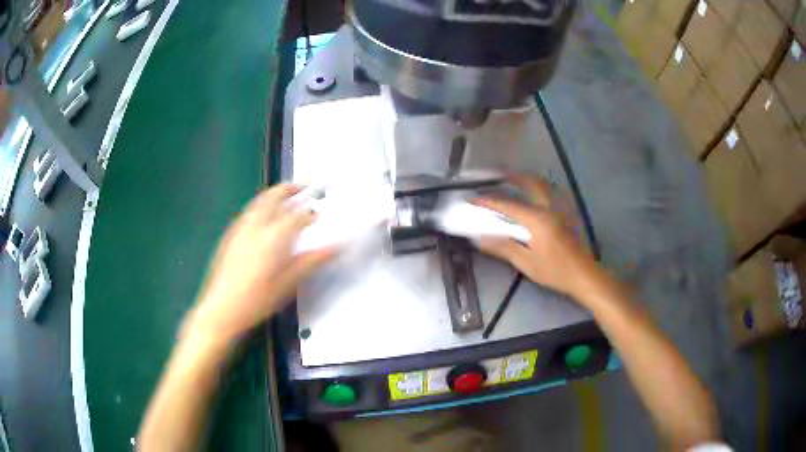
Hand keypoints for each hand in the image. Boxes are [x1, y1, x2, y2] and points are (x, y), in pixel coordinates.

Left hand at [185, 184, 335, 342]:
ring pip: (259, 201)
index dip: (312, 212)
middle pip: (274, 196)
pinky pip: (248, 211)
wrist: (221, 309)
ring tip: (285, 198)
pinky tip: (263, 218)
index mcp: (273, 236)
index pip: (298, 215)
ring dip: (274, 194)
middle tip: (303, 188)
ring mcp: (240, 228)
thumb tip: (334, 248)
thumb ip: (311, 261)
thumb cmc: (257, 300)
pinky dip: (261, 206)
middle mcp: (256, 226)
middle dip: (290, 188)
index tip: (321, 213)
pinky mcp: (230, 235)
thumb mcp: (288, 283)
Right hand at [475, 175, 602, 300]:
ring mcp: (562, 209)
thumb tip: (480, 238)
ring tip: (516, 181)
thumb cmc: (556, 271)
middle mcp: (550, 208)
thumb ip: (504, 248)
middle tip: (498, 176)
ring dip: (529, 179)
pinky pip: (553, 192)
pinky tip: (536, 196)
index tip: (473, 198)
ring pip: (545, 185)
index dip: (489, 201)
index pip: (508, 206)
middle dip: (513, 177)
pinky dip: (541, 188)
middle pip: (531, 183)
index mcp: (538, 220)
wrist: (585, 276)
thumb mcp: (527, 263)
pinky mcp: (569, 214)